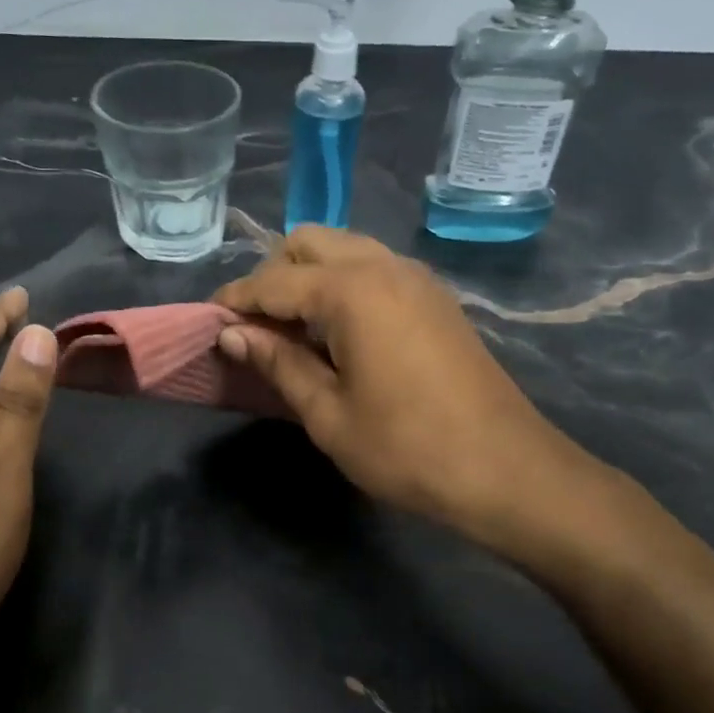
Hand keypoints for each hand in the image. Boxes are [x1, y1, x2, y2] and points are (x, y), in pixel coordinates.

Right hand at [213, 227, 614, 552]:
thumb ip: (278, 363)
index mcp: (351, 290)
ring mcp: (417, 278)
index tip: (208, 322)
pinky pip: (376, 269)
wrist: (505, 469)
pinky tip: (339, 333)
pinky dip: (345, 285)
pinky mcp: (436, 298)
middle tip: (257, 328)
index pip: (273, 281)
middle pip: (310, 243)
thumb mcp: (328, 413)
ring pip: (346, 249)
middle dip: (273, 275)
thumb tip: (233, 334)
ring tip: (294, 331)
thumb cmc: (406, 449)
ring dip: (310, 277)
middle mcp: (384, 266)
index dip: (235, 300)